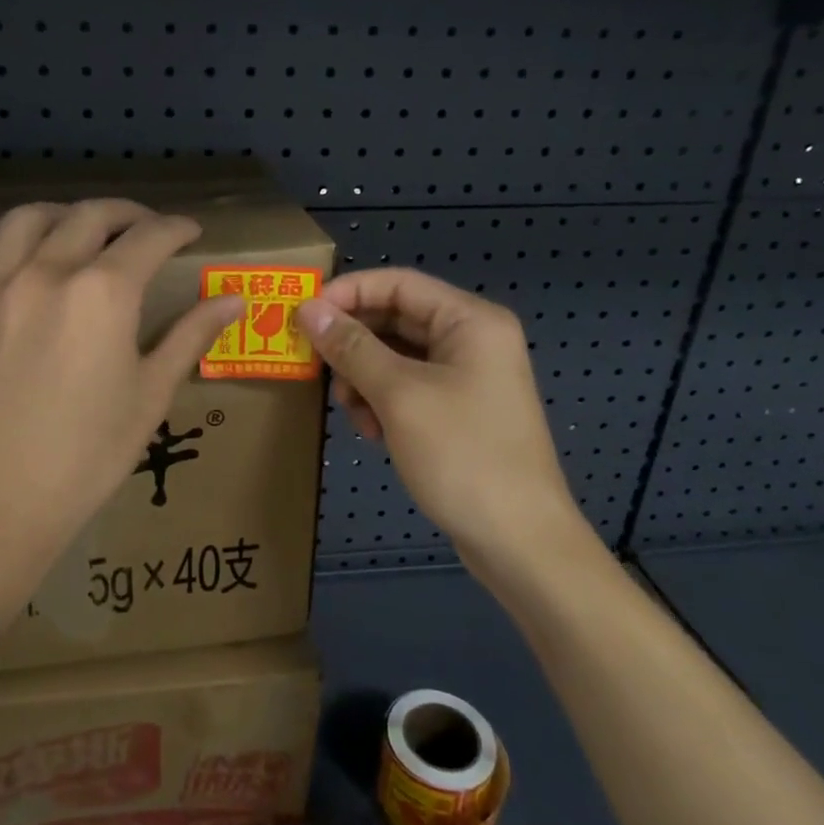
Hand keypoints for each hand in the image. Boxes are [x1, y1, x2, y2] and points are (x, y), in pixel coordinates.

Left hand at [0, 200, 243, 570]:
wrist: (2, 502)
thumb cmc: (90, 454)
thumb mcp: (152, 394)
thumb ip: (191, 336)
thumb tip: (234, 299)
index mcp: (103, 294)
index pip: (149, 239)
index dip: (176, 229)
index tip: (189, 232)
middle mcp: (47, 274)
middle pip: (90, 217)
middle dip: (127, 214)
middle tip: (145, 228)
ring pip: (26, 219)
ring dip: (62, 214)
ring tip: (79, 229)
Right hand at [297, 269, 584, 566]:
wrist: (519, 541)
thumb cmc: (462, 455)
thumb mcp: (398, 395)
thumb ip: (352, 347)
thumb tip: (308, 309)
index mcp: (470, 321)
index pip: (398, 283)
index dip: (348, 293)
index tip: (303, 315)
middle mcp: (472, 340)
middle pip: (396, 320)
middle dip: (353, 343)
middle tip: (316, 366)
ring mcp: (468, 377)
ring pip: (397, 357)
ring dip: (364, 378)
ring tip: (350, 411)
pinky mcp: (459, 411)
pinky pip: (408, 388)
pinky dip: (383, 402)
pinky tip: (373, 432)